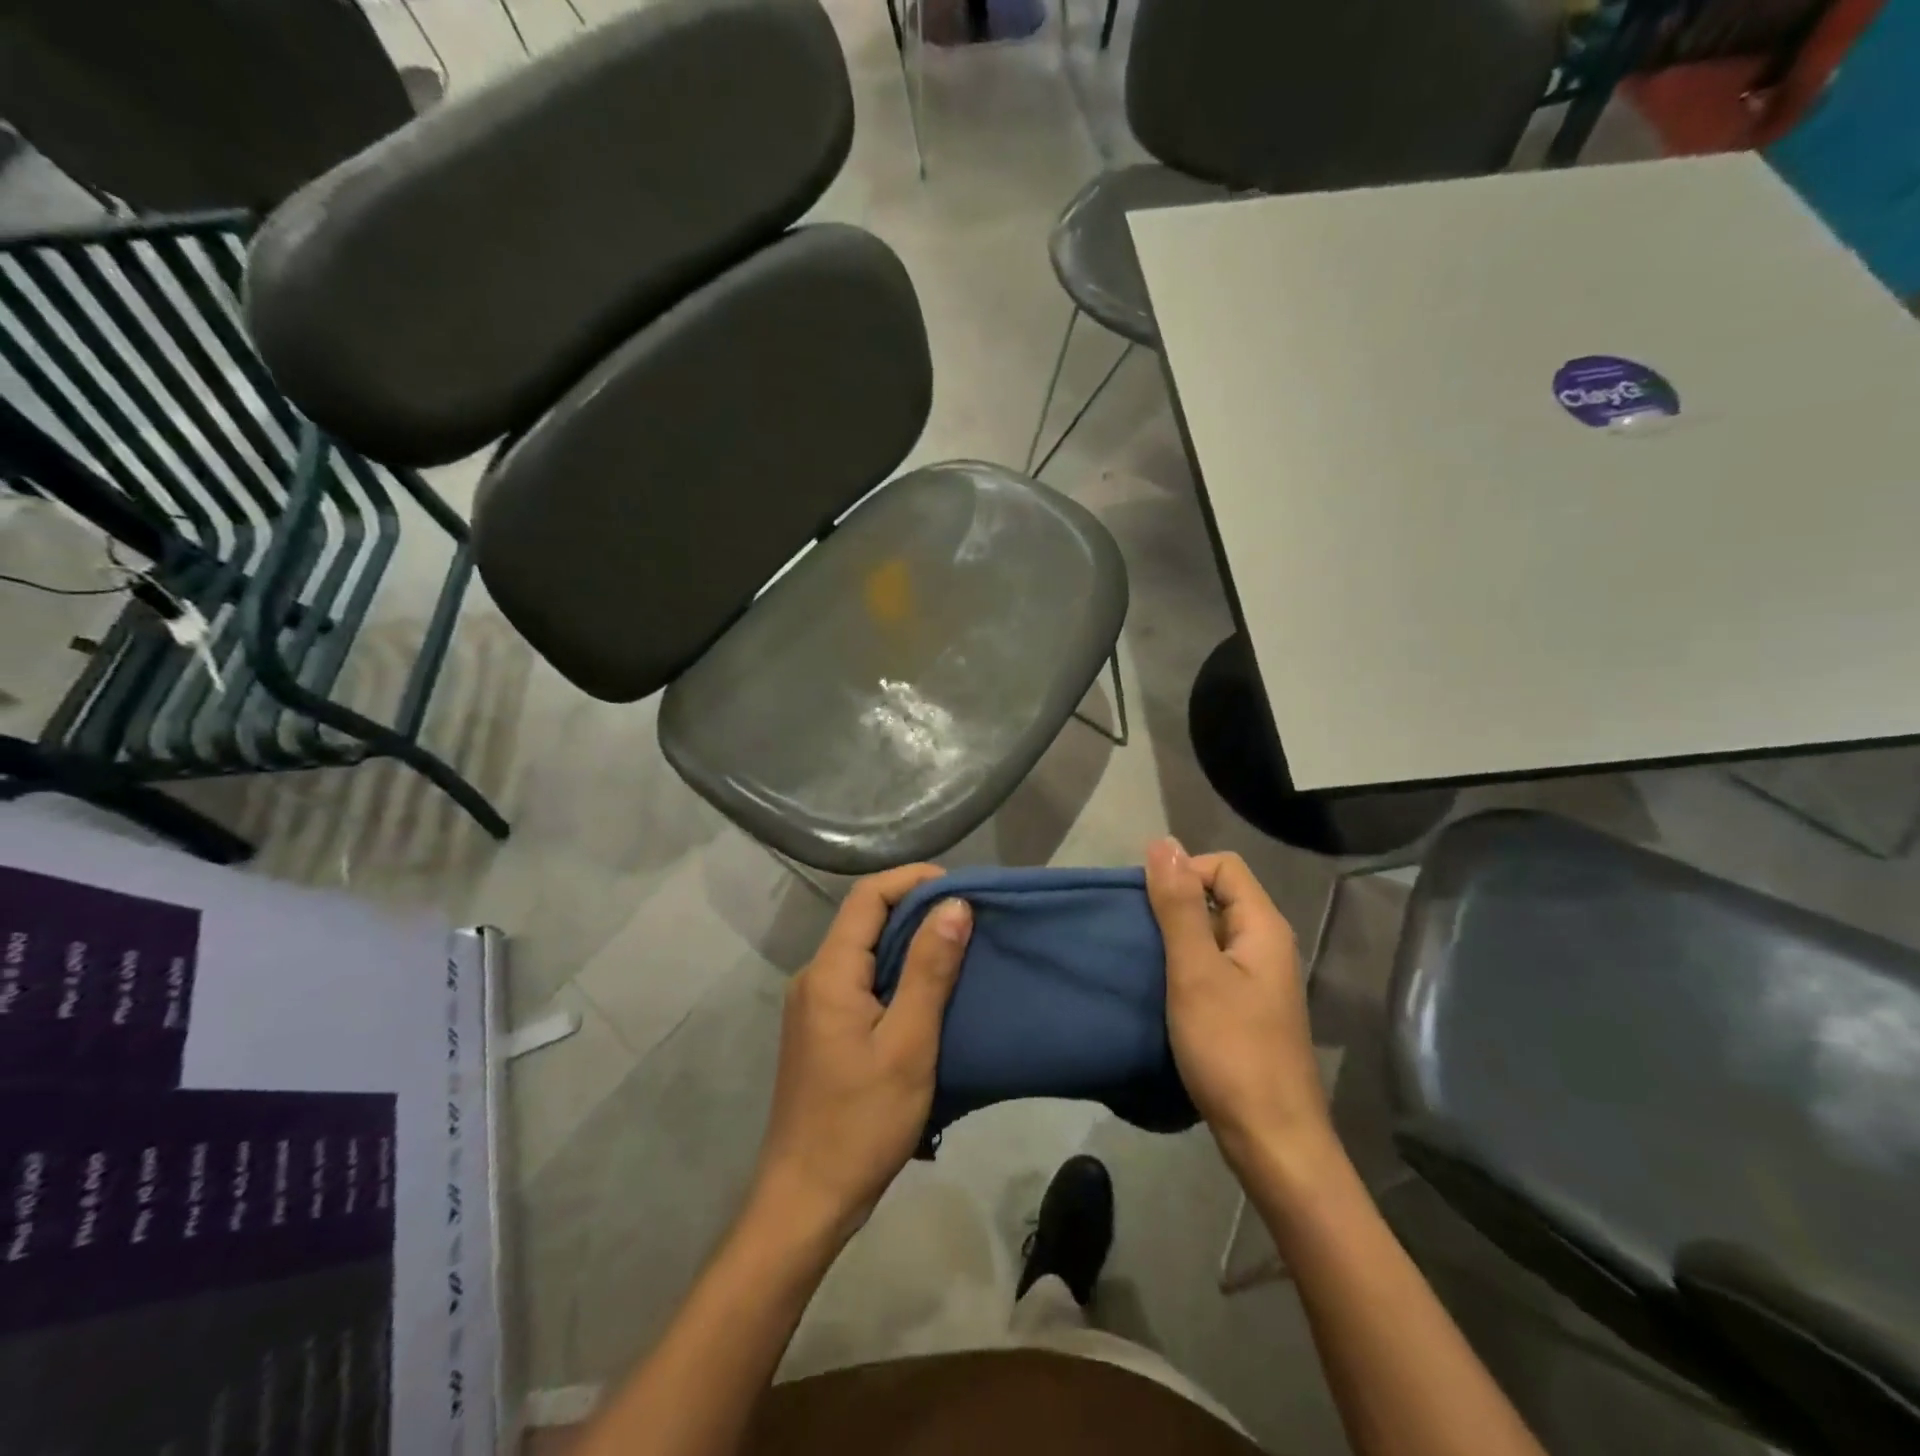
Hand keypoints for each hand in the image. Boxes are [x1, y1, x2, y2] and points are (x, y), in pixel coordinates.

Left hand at [750, 865, 972, 1243]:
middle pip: (864, 919)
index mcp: (829, 973)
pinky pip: (861, 979)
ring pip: (864, 950)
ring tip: (958, 947)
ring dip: (909, 941)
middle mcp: (814, 977)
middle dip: (916, 908)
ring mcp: (814, 1005)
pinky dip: (896, 972)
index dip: (913, 880)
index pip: (868, 896)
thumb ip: (930, 970)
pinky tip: (929, 990)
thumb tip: (954, 905)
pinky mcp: (822, 1029)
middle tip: (969, 917)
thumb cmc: (862, 1122)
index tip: (961, 888)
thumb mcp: (909, 1044)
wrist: (806, 1200)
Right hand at [1146, 838, 1336, 1181]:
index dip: (1183, 872)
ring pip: (1212, 934)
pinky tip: (1160, 989)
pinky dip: (1184, 967)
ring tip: (1141, 958)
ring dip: (1175, 938)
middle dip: (1174, 904)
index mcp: (1264, 927)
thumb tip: (1164, 843)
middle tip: (1136, 932)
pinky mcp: (1248, 1009)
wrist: (1271, 1140)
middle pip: (1218, 897)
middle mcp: (1268, 945)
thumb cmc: (1231, 1049)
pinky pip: (1212, 966)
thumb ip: (1179, 906)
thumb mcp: (1195, 970)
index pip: (1223, 866)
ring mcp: (1259, 980)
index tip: (1146, 904)